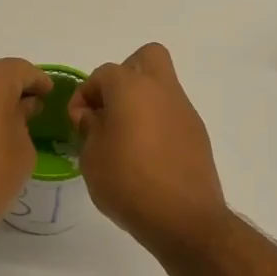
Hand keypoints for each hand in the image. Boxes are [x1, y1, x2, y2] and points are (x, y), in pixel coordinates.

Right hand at [68, 43, 230, 258]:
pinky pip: (173, 114)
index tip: (78, 123)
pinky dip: (158, 123)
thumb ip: (90, 129)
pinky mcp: (198, 134)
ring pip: (162, 87)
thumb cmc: (128, 183)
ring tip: (125, 137)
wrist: (184, 218)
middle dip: (125, 75)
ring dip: (142, 101)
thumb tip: (95, 117)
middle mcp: (162, 90)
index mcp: (132, 88)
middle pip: (147, 57)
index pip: (103, 73)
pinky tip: (147, 156)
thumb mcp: (92, 158)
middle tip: (111, 107)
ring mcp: (185, 111)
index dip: (85, 94)